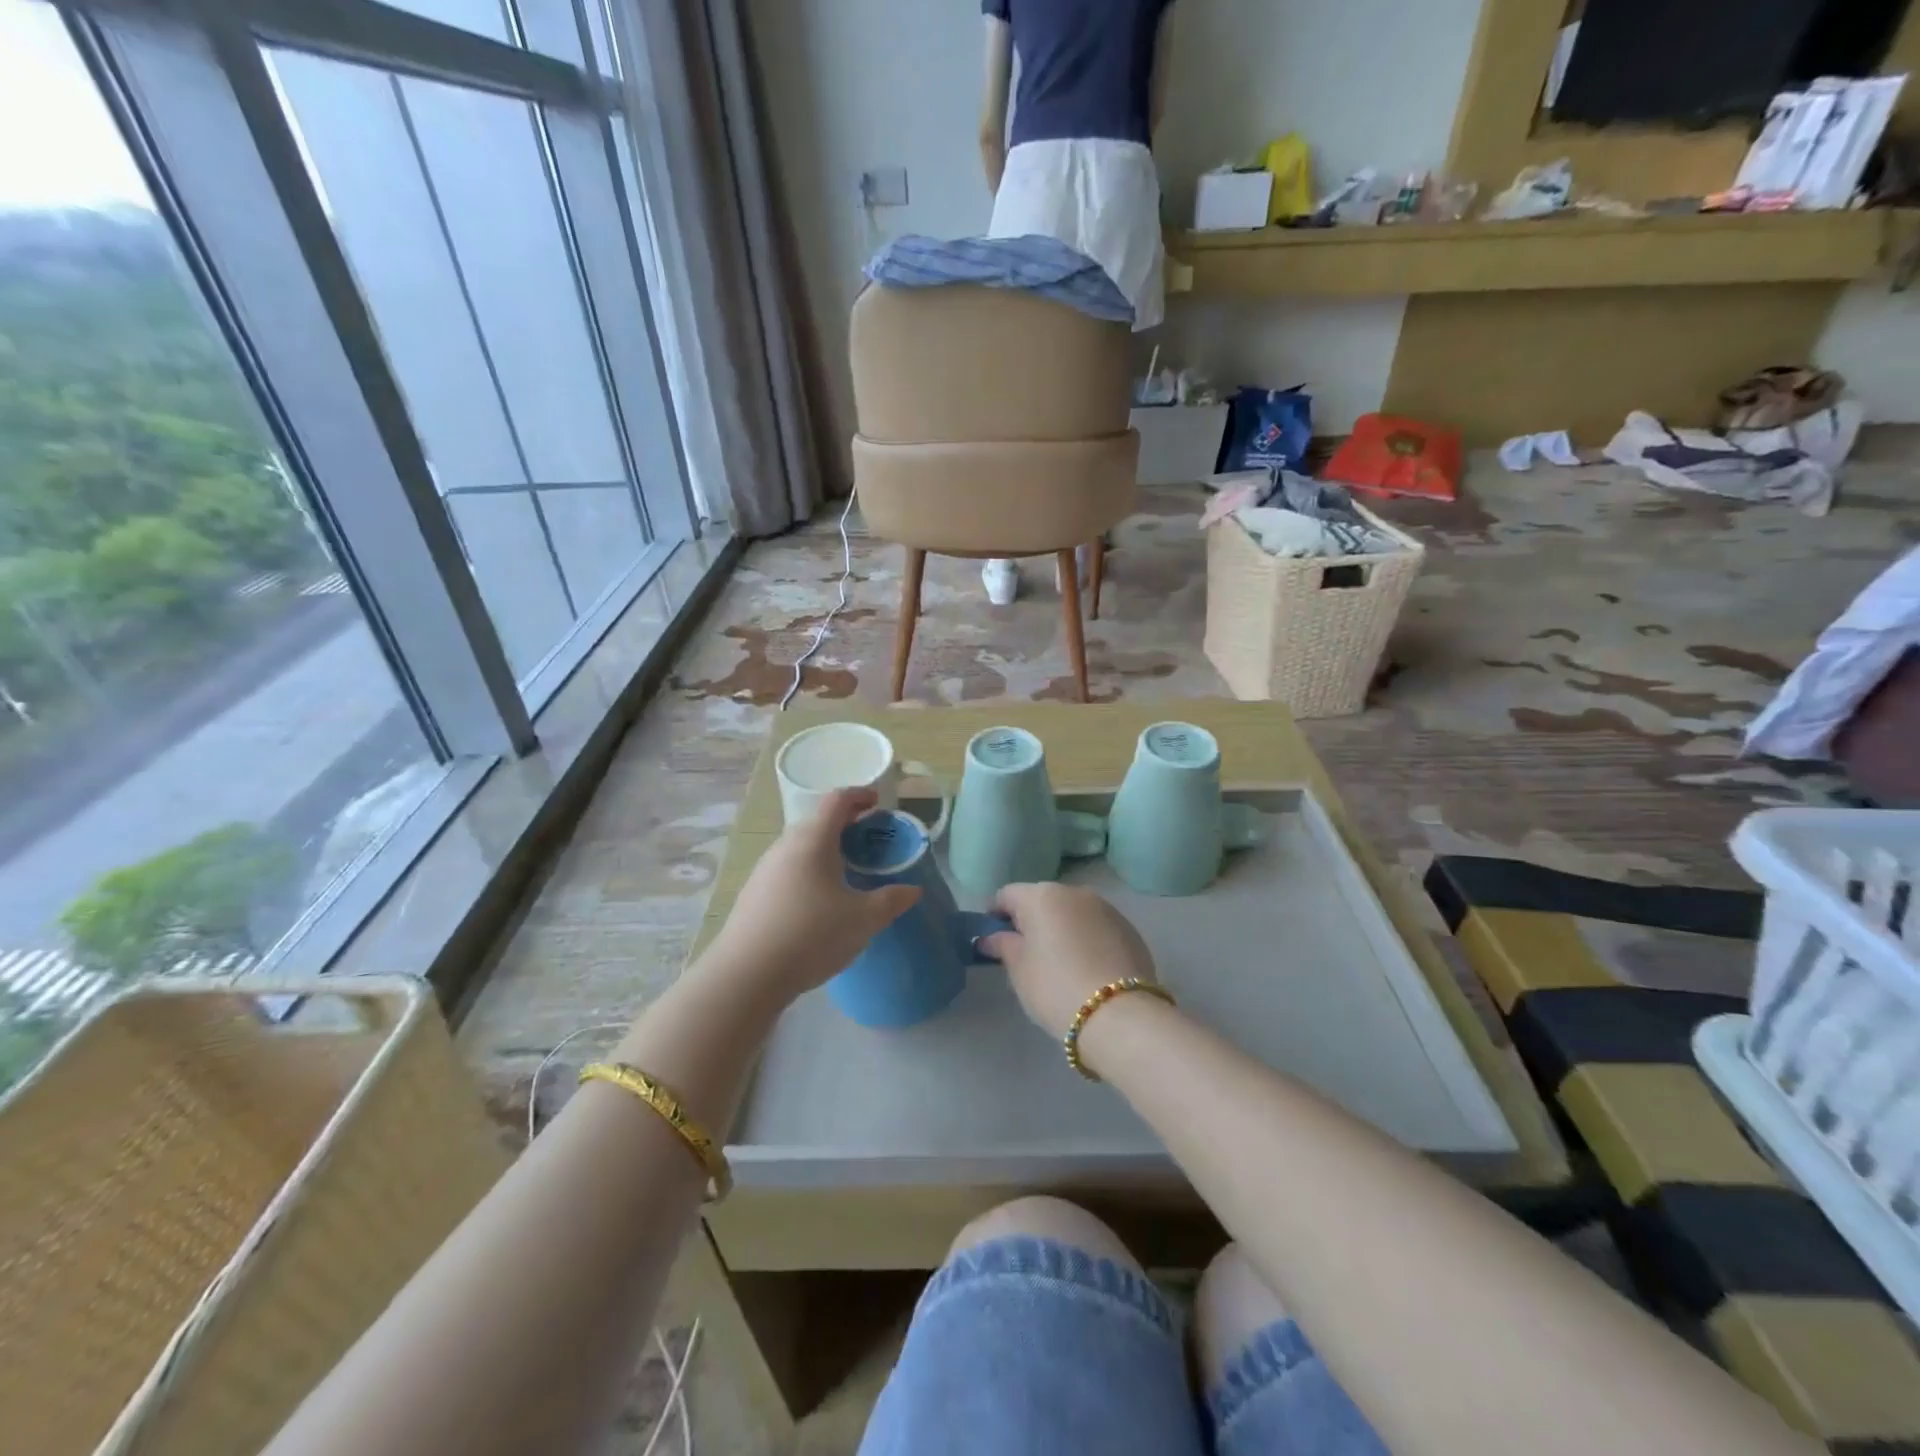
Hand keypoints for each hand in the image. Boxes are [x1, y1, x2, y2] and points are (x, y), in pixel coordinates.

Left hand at [702, 789, 919, 1006]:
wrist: (747, 975)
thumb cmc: (812, 935)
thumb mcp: (863, 919)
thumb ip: (892, 900)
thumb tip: (912, 890)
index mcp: (813, 840)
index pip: (836, 800)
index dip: (859, 795)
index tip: (877, 803)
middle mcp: (785, 846)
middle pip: (817, 822)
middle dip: (845, 825)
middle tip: (868, 841)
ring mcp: (764, 870)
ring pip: (800, 848)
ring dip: (825, 851)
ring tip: (847, 872)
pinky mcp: (753, 894)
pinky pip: (787, 870)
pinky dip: (808, 872)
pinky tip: (818, 902)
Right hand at [981, 883, 1158, 1038]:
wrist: (1120, 1014)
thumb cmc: (1055, 987)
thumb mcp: (1019, 970)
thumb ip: (1003, 946)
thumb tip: (991, 937)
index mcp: (1041, 896)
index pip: (1007, 895)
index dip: (995, 914)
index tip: (992, 939)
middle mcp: (1074, 892)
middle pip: (1042, 900)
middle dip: (1031, 921)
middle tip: (1025, 953)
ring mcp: (1106, 908)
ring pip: (1072, 912)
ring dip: (1062, 928)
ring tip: (1059, 962)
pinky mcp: (1129, 929)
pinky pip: (1097, 927)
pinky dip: (1086, 939)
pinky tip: (1087, 968)